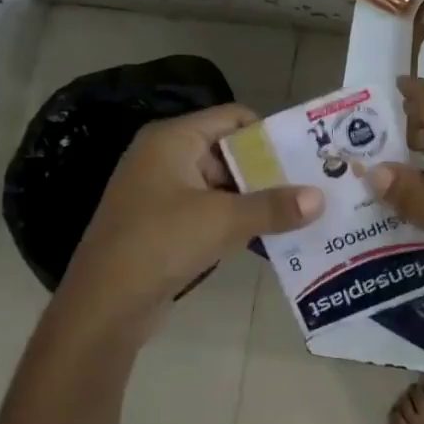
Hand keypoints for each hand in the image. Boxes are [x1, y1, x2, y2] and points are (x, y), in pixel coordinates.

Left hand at [56, 104, 322, 337]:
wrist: (103, 306)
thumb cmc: (160, 243)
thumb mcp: (223, 221)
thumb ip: (274, 207)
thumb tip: (320, 198)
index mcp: (173, 139)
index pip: (233, 117)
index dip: (270, 133)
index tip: (306, 154)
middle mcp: (165, 157)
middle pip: (230, 151)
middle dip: (269, 171)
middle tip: (311, 186)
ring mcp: (161, 192)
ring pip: (221, 185)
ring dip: (256, 200)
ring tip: (300, 212)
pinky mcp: (162, 224)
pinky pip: (209, 211)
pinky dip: (236, 220)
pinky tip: (269, 236)